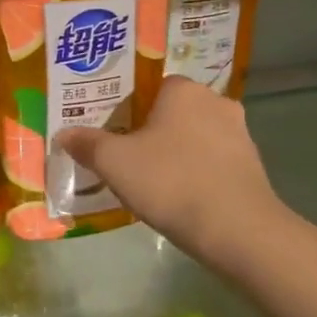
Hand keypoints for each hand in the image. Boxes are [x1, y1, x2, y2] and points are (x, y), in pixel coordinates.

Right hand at [58, 78, 280, 261]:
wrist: (236, 229)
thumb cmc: (170, 181)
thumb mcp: (114, 163)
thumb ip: (87, 144)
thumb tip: (64, 134)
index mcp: (184, 91)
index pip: (152, 87)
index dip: (130, 108)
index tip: (114, 132)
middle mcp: (216, 102)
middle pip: (174, 112)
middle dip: (153, 131)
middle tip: (127, 156)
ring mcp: (240, 134)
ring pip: (196, 137)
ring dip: (177, 153)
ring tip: (152, 180)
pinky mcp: (252, 166)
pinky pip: (213, 162)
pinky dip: (197, 173)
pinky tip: (181, 197)